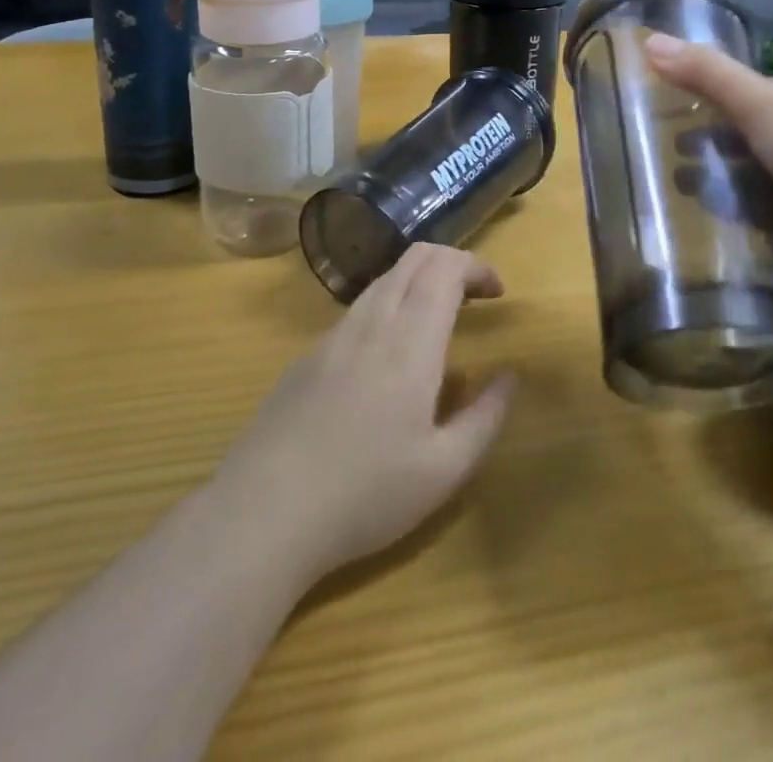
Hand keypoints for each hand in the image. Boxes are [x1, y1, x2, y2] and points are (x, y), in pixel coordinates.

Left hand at [213, 244, 515, 587]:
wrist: (262, 514)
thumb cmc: (365, 494)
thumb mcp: (445, 470)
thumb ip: (487, 417)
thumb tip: (510, 376)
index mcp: (411, 340)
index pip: (446, 267)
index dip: (476, 266)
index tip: (497, 292)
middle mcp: (373, 322)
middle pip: (415, 258)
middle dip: (452, 262)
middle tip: (474, 297)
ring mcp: (334, 335)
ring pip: (384, 279)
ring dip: (419, 281)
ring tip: (437, 322)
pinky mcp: (308, 355)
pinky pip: (358, 308)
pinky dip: (389, 304)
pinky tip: (389, 357)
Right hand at [643, 32, 772, 279]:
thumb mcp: (760, 102)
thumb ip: (705, 73)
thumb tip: (649, 40)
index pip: (747, 90)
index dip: (706, 98)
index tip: (664, 112)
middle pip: (746, 133)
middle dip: (706, 144)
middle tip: (663, 155)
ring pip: (751, 174)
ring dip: (717, 180)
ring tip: (677, 189)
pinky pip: (762, 213)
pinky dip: (736, 214)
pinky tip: (702, 220)